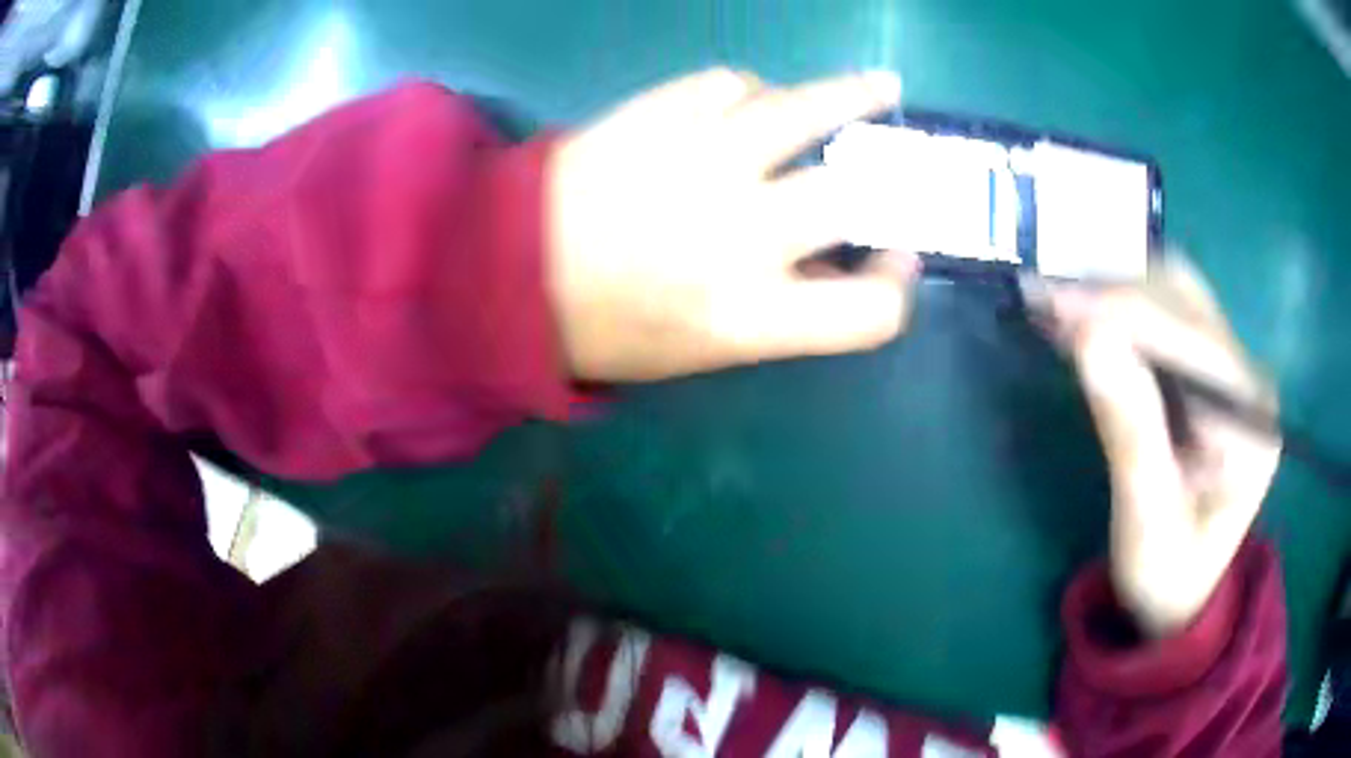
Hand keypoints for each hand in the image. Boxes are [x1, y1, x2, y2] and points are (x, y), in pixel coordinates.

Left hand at [546, 67, 918, 381]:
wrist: (505, 270)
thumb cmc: (604, 324)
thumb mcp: (701, 348)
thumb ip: (781, 310)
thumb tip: (840, 265)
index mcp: (745, 317)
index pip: (868, 312)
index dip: (897, 287)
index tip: (895, 261)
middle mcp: (737, 235)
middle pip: (852, 195)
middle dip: (886, 183)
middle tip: (889, 167)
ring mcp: (698, 160)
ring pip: (805, 109)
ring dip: (852, 96)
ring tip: (878, 89)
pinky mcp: (658, 113)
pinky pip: (733, 83)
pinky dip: (753, 92)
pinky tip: (751, 103)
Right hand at [1039, 259, 1280, 635]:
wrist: (1186, 595)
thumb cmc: (1167, 577)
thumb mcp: (1146, 523)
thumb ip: (1129, 432)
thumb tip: (1087, 337)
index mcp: (1249, 423)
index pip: (1190, 338)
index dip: (1122, 310)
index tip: (1053, 302)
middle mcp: (1249, 379)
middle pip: (1184, 300)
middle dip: (1113, 290)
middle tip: (1045, 299)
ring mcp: (1234, 368)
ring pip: (1174, 293)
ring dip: (1115, 289)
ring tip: (1059, 303)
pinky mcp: (1213, 369)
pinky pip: (1168, 314)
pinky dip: (1123, 307)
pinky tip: (1087, 317)